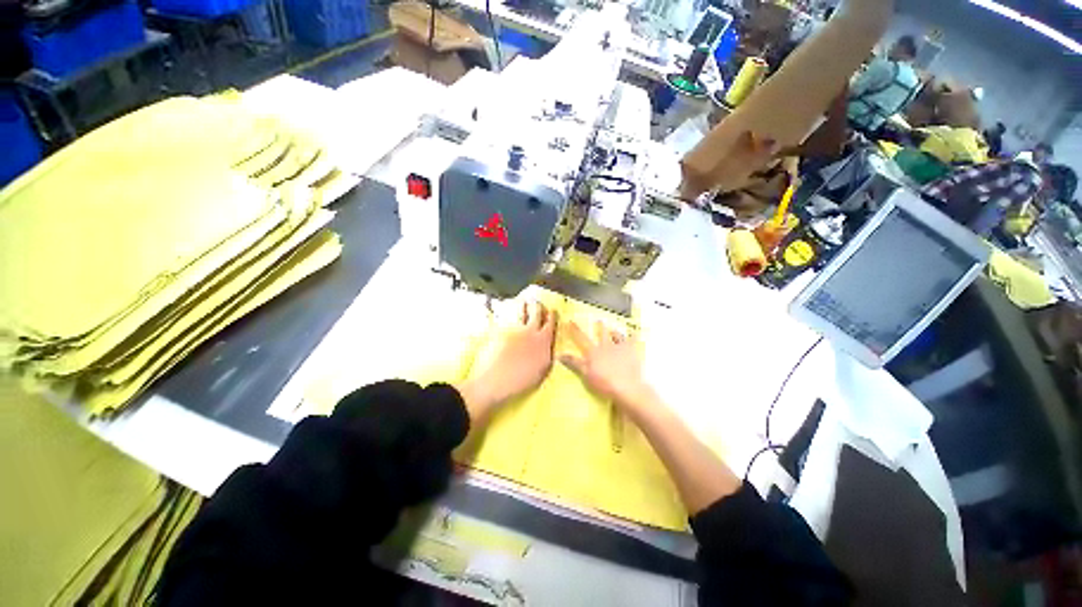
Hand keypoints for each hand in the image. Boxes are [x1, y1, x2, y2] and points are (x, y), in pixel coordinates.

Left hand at [456, 301, 556, 423]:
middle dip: (538, 306)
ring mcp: (514, 330)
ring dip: (524, 306)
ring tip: (523, 302)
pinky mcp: (500, 332)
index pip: (551, 323)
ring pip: (521, 313)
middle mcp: (530, 331)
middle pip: (536, 313)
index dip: (552, 315)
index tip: (553, 310)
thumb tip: (548, 345)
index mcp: (543, 340)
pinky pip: (508, 320)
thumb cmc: (522, 380)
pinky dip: (510, 316)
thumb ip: (546, 353)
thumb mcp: (542, 369)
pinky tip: (507, 315)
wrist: (495, 381)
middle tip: (537, 302)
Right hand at [560, 321, 652, 414]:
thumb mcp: (585, 374)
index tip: (570, 321)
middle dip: (600, 327)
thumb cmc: (603, 383)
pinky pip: (633, 341)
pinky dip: (634, 337)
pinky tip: (635, 334)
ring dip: (615, 332)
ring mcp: (620, 348)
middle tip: (599, 320)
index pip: (581, 338)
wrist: (626, 386)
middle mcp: (606, 346)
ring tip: (614, 329)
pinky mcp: (632, 351)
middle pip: (602, 334)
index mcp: (593, 352)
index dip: (575, 330)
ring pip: (617, 336)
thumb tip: (559, 355)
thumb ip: (574, 363)